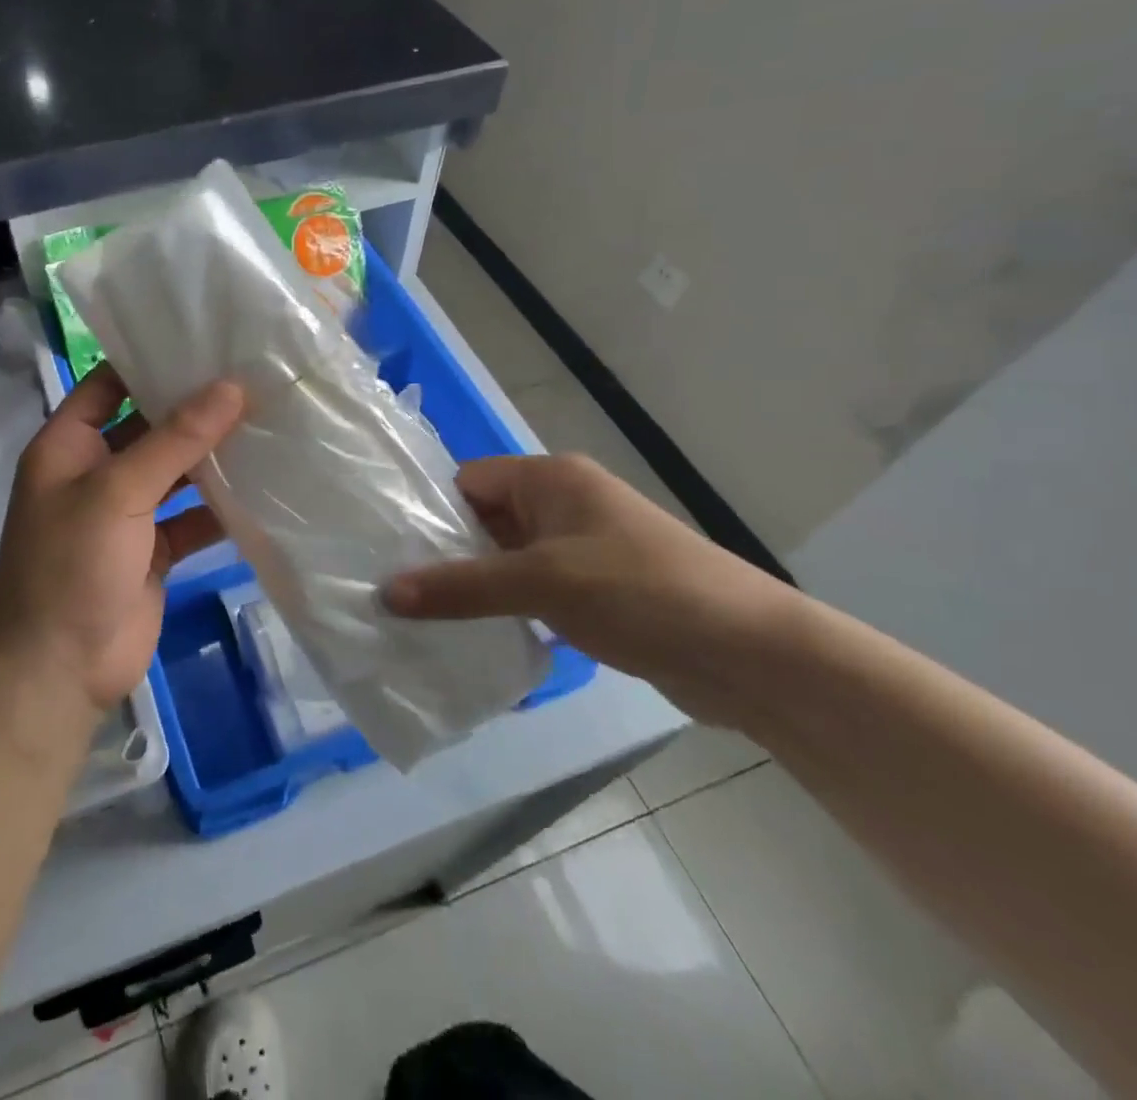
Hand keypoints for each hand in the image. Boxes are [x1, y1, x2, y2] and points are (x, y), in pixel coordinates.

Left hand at [0, 366, 244, 713]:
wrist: (58, 670)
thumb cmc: (70, 566)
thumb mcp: (118, 492)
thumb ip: (175, 440)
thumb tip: (231, 387)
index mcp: (68, 445)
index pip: (108, 384)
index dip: (148, 361)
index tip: (204, 338)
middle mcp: (96, 472)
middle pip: (149, 426)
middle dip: (194, 407)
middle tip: (254, 375)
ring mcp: (126, 514)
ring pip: (175, 473)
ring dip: (212, 456)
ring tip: (269, 419)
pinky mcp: (153, 552)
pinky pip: (191, 518)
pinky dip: (220, 506)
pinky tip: (262, 485)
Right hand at [383, 454, 800, 722]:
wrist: (752, 656)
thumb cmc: (641, 592)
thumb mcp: (542, 582)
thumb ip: (462, 586)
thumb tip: (384, 593)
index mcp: (551, 479)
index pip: (468, 481)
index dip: (429, 512)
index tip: (386, 550)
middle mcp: (563, 504)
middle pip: (484, 519)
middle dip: (445, 554)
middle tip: (394, 590)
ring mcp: (581, 550)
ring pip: (506, 559)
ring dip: (474, 586)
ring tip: (421, 618)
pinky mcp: (594, 592)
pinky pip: (531, 591)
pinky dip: (505, 610)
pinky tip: (474, 639)